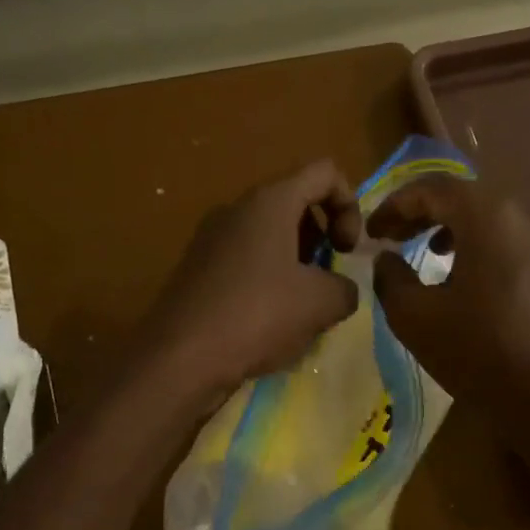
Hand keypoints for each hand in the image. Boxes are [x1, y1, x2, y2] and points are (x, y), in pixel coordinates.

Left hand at [139, 161, 363, 407]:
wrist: (180, 356)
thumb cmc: (257, 315)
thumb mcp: (321, 303)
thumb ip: (345, 288)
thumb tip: (340, 290)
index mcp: (270, 201)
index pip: (324, 173)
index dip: (349, 206)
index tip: (347, 250)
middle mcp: (237, 208)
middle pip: (295, 202)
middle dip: (321, 237)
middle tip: (326, 279)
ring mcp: (211, 237)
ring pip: (269, 234)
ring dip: (296, 262)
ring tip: (301, 307)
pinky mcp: (197, 267)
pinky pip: (245, 259)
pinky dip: (267, 279)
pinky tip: (268, 322)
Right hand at [370, 177, 529, 435]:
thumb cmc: (480, 353)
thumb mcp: (416, 317)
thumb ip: (391, 278)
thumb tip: (386, 259)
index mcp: (489, 216)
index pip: (433, 189)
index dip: (395, 205)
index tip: (372, 232)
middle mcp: (527, 218)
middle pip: (466, 199)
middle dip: (424, 214)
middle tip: (395, 238)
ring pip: (493, 221)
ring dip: (456, 231)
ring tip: (431, 255)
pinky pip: (515, 245)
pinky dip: (485, 250)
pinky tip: (472, 282)